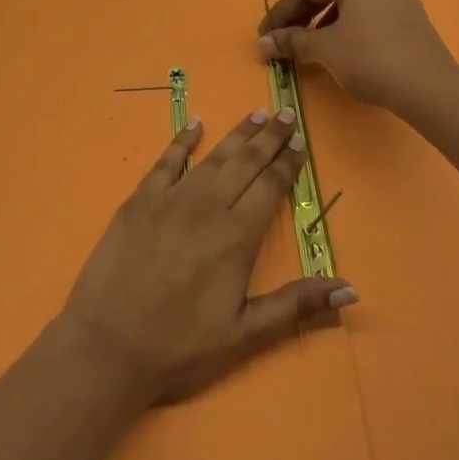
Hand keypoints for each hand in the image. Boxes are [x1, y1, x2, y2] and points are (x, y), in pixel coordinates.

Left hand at [58, 110, 357, 403]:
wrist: (107, 346)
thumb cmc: (179, 347)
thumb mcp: (244, 335)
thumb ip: (296, 306)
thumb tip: (351, 288)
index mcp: (236, 237)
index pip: (270, 187)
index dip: (287, 162)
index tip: (300, 140)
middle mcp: (207, 207)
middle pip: (245, 163)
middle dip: (268, 137)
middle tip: (286, 112)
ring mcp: (170, 200)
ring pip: (212, 157)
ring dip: (236, 134)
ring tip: (256, 113)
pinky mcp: (139, 201)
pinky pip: (166, 162)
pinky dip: (181, 141)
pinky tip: (195, 124)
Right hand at [257, 0, 458, 114]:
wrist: (429, 88)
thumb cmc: (370, 59)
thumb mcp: (324, 49)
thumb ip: (291, 41)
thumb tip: (262, 43)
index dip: (280, 13)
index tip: (264, 37)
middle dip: (301, 16)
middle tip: (282, 41)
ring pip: (348, 1)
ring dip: (322, 22)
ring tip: (308, 48)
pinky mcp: (410, 12)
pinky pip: (368, 12)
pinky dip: (346, 26)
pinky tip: (338, 48)